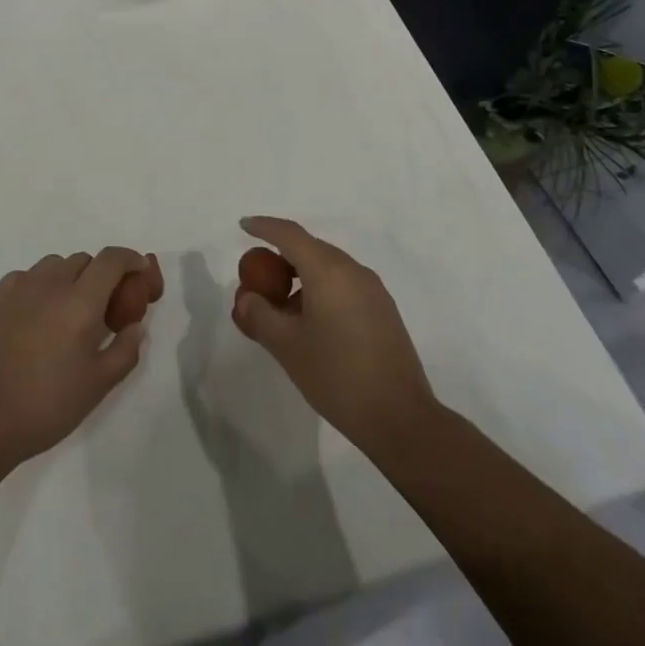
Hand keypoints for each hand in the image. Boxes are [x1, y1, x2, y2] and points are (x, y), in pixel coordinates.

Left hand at [0, 248, 154, 466]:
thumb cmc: (46, 404)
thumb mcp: (98, 385)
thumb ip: (125, 350)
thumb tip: (135, 326)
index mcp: (80, 301)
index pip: (112, 260)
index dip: (130, 259)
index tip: (140, 272)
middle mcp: (50, 283)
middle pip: (83, 260)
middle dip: (99, 275)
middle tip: (102, 306)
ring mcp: (18, 287)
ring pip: (53, 265)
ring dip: (68, 278)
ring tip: (66, 311)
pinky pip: (25, 277)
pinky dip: (38, 286)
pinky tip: (35, 315)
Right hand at [230, 216, 438, 457]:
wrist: (401, 419)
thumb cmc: (337, 376)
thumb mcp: (287, 347)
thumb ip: (260, 315)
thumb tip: (248, 298)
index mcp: (328, 271)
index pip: (290, 234)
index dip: (264, 227)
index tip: (244, 226)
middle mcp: (353, 271)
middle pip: (310, 248)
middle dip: (281, 257)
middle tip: (258, 278)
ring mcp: (373, 291)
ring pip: (328, 268)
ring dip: (301, 277)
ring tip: (281, 309)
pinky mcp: (383, 311)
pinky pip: (344, 286)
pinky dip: (321, 291)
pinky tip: (310, 323)